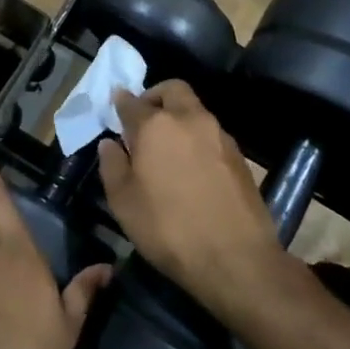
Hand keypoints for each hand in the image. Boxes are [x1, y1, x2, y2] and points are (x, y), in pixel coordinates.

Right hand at [98, 81, 286, 314]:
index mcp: (156, 126)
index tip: (115, 107)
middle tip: (143, 119)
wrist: (235, 258)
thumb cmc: (168, 229)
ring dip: (178, 117)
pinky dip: (196, 138)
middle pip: (172, 90)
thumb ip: (112, 166)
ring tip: (166, 148)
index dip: (120, 103)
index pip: (132, 102)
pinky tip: (190, 167)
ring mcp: (219, 135)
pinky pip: (211, 134)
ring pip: (195, 110)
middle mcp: (190, 119)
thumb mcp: (124, 202)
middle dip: (155, 96)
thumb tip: (110, 143)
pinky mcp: (239, 155)